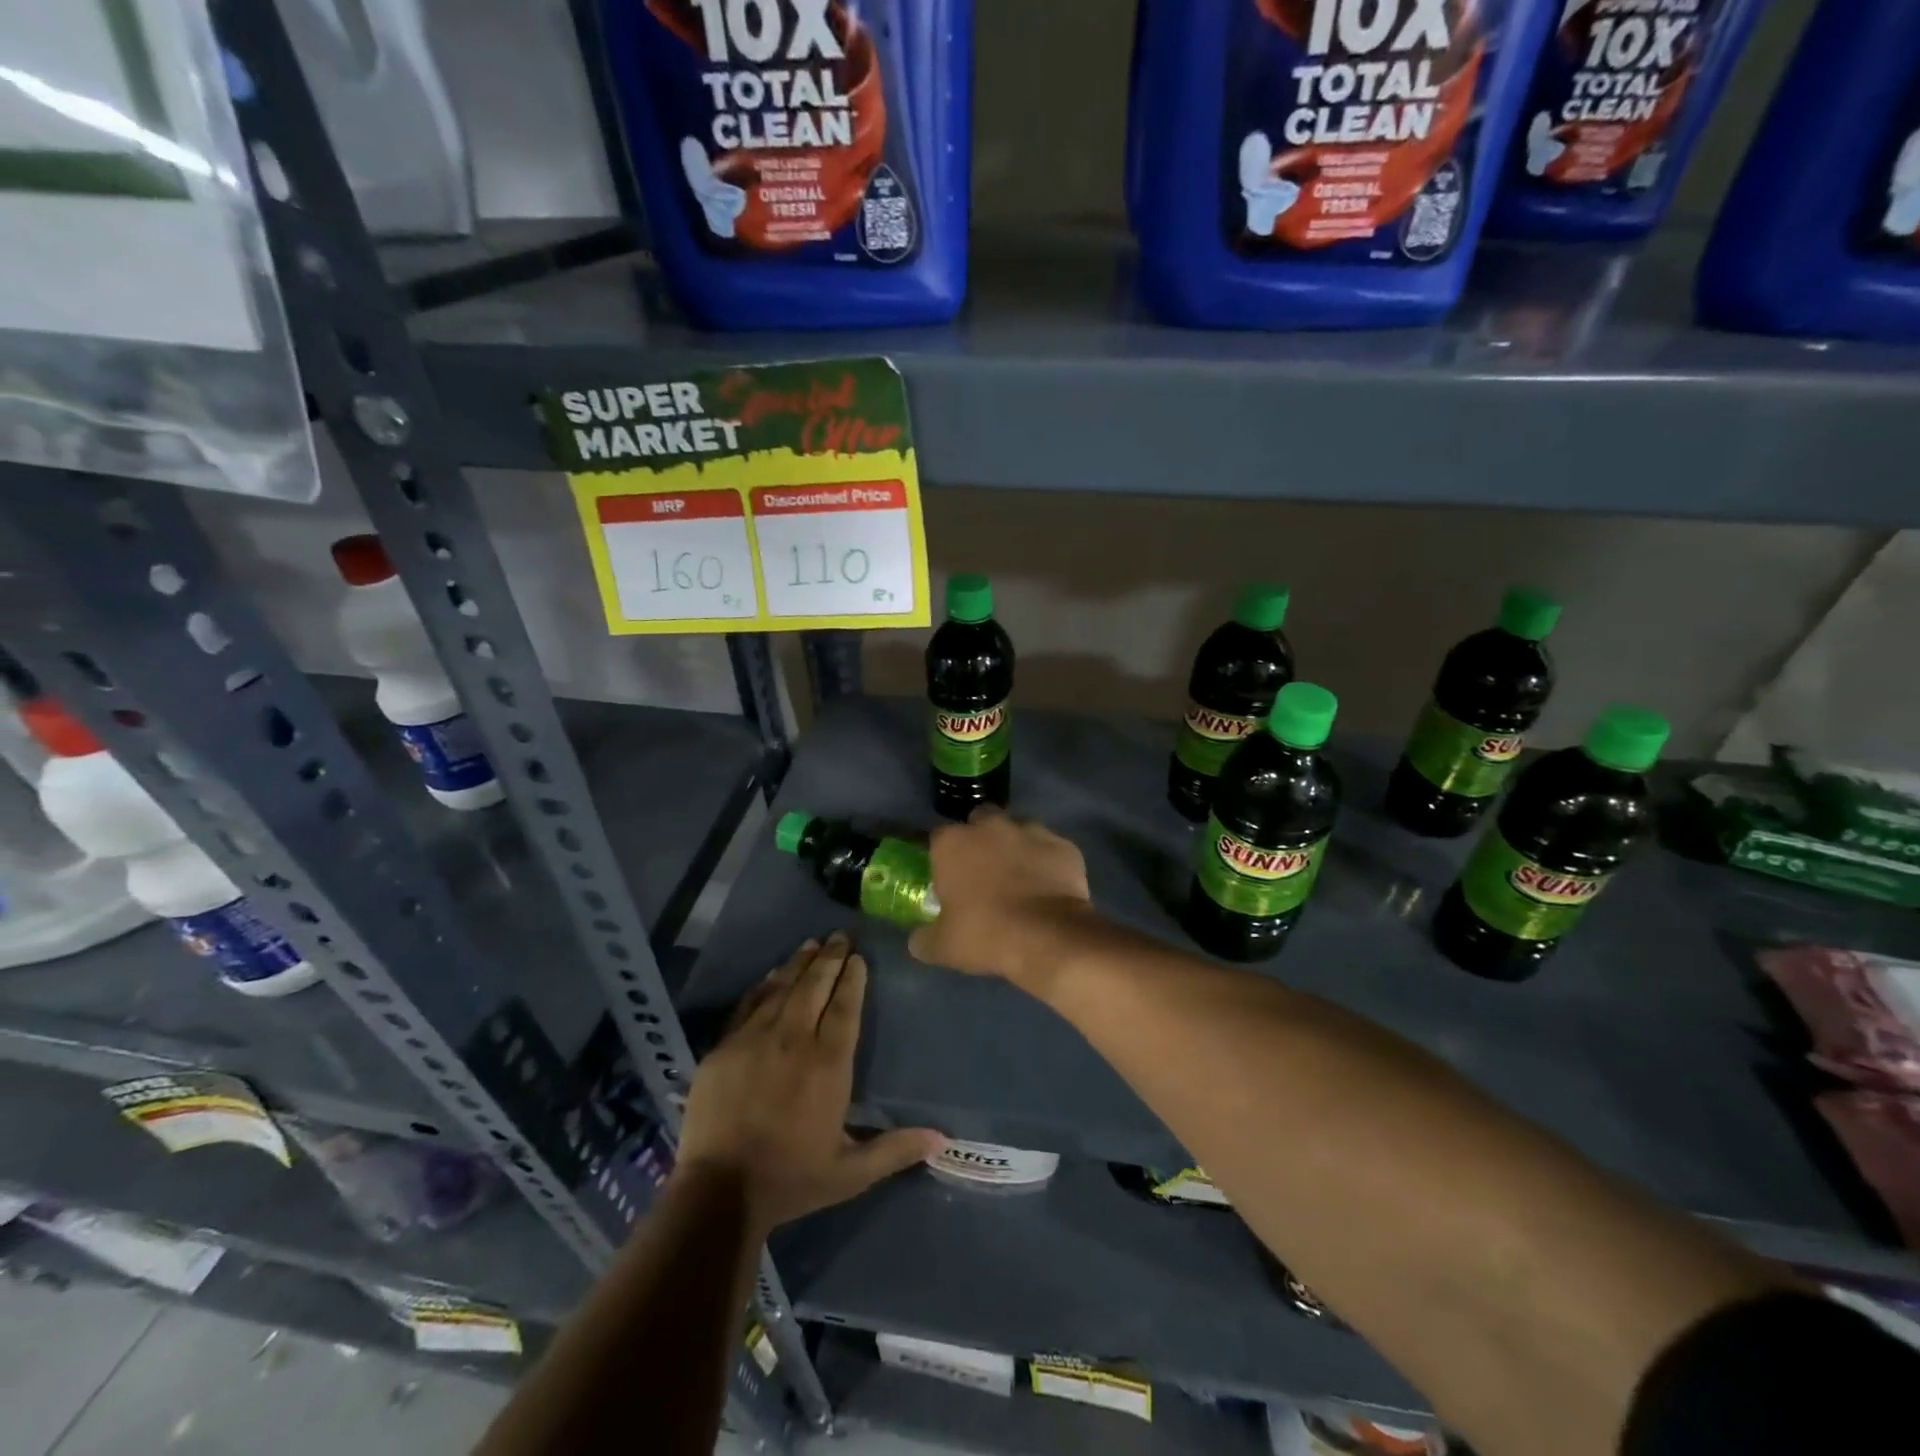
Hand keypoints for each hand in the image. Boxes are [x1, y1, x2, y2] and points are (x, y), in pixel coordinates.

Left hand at [676, 933, 944, 1232]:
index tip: (858, 957)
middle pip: (815, 986)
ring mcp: (754, 1039)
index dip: (852, 979)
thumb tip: (941, 1137)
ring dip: (799, 963)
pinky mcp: (724, 1047)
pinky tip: (773, 974)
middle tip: (840, 935)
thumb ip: (895, 1149)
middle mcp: (794, 1040)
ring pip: (782, 988)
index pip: (844, 1007)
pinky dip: (765, 985)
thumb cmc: (791, 1179)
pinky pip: (749, 1004)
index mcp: (828, 1064)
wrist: (719, 1192)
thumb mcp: (851, 1173)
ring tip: (811, 943)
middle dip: (830, 957)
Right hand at [908, 807, 1096, 989]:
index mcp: (954, 842)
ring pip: (1018, 830)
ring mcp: (1031, 830)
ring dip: (1016, 847)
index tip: (947, 876)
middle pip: (980, 821)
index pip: (938, 837)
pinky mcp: (1063, 844)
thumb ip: (924, 938)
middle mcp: (991, 825)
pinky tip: (1049, 886)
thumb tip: (918, 939)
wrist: (1049, 938)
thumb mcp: (942, 947)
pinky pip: (1050, 849)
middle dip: (980, 839)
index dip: (942, 855)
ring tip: (1020, 879)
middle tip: (984, 871)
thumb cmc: (986, 935)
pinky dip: (1047, 862)